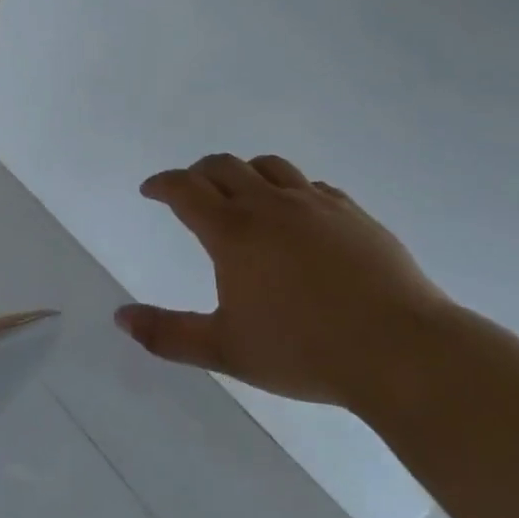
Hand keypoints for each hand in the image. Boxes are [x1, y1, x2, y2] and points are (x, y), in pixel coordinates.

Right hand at [115, 154, 447, 410]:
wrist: (399, 349)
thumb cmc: (303, 351)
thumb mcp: (226, 349)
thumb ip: (168, 334)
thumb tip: (119, 317)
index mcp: (234, 231)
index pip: (185, 189)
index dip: (162, 184)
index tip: (150, 189)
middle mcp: (269, 204)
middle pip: (223, 167)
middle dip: (198, 172)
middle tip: (189, 189)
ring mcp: (315, 203)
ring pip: (269, 166)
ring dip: (244, 172)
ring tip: (241, 191)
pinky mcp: (352, 212)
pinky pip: (311, 185)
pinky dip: (290, 189)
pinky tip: (297, 212)